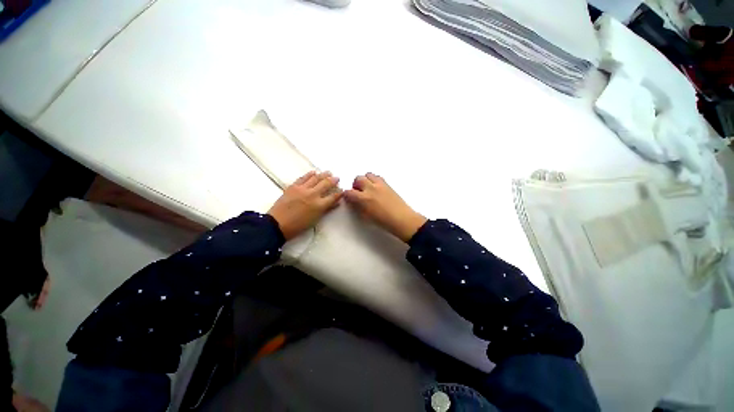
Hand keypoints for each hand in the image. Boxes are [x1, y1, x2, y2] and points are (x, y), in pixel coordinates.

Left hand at [268, 171, 341, 239]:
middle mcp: (313, 194)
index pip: (333, 197)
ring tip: (328, 172)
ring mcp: (302, 189)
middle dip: (333, 180)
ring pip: (315, 178)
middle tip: (337, 177)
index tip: (342, 190)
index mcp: (319, 205)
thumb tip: (336, 203)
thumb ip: (326, 209)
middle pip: (326, 184)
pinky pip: (303, 178)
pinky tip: (314, 172)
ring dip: (323, 174)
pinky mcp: (293, 186)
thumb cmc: (298, 225)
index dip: (339, 193)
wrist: (277, 224)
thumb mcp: (315, 219)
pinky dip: (309, 174)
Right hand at [344, 173, 426, 241]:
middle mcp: (371, 188)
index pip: (349, 192)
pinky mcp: (387, 184)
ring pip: (368, 175)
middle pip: (358, 178)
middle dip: (356, 185)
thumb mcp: (366, 216)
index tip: (348, 198)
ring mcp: (380, 184)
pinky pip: (377, 177)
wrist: (402, 219)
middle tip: (358, 192)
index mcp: (364, 198)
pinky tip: (376, 188)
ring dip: (365, 180)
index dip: (346, 194)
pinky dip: (374, 180)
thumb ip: (358, 207)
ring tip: (367, 188)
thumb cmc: (383, 221)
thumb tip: (353, 202)